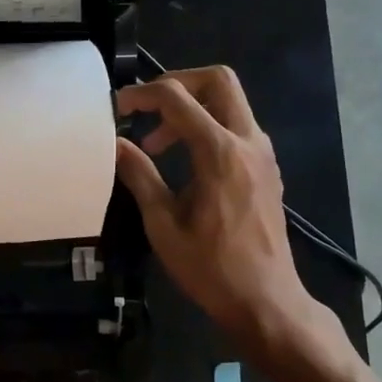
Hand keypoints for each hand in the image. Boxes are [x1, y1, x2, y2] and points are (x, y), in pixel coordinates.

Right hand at [114, 67, 327, 348]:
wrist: (267, 301)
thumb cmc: (210, 268)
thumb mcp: (162, 224)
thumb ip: (139, 176)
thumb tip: (114, 144)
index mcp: (220, 153)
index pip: (176, 99)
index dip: (141, 95)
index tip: (116, 109)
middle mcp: (248, 142)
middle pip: (218, 80)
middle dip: (177, 83)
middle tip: (146, 107)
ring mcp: (262, 154)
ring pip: (230, 101)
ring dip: (191, 107)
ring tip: (156, 144)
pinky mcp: (266, 168)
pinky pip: (237, 126)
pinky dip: (207, 126)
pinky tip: (184, 159)